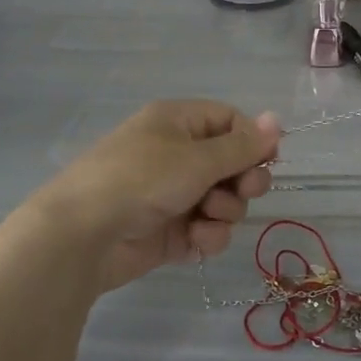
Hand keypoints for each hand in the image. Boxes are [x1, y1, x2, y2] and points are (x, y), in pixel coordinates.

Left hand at [27, 100, 281, 294]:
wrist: (83, 236)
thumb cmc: (141, 180)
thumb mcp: (197, 158)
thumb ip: (243, 146)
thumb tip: (277, 120)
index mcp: (178, 123)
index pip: (230, 121)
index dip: (252, 141)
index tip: (268, 161)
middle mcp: (177, 155)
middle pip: (232, 164)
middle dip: (243, 180)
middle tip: (242, 190)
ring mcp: (174, 195)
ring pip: (224, 201)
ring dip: (225, 211)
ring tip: (205, 217)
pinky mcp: (170, 232)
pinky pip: (207, 230)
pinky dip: (207, 236)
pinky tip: (194, 240)